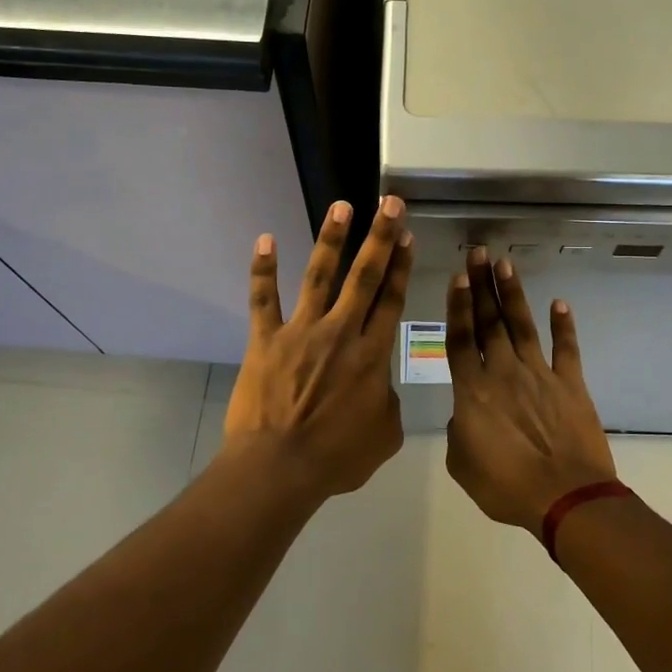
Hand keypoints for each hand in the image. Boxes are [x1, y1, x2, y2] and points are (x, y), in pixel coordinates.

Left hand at [222, 197, 414, 499]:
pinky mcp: (266, 339)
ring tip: (342, 206)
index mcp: (372, 355)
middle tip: (389, 203)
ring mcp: (301, 332)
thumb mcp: (384, 435)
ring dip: (331, 239)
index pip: (391, 300)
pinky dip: (263, 269)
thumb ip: (388, 402)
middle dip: (380, 237)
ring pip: (319, 276)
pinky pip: (264, 299)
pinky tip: (266, 238)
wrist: (279, 468)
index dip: (401, 265)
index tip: (407, 235)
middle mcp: (340, 332)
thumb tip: (380, 387)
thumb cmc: (336, 458)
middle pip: (364, 277)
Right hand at [445, 249, 616, 534]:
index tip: (458, 277)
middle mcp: (504, 372)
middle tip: (479, 253)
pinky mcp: (570, 384)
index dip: (458, 306)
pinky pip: (566, 349)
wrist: (565, 498)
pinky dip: (563, 326)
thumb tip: (464, 415)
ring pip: (523, 326)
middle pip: (489, 322)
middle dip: (482, 286)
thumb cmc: (506, 487)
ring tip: (506, 264)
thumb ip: (458, 432)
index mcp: (473, 391)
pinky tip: (560, 303)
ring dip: (514, 294)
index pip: (461, 339)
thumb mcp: (462, 464)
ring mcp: (539, 375)